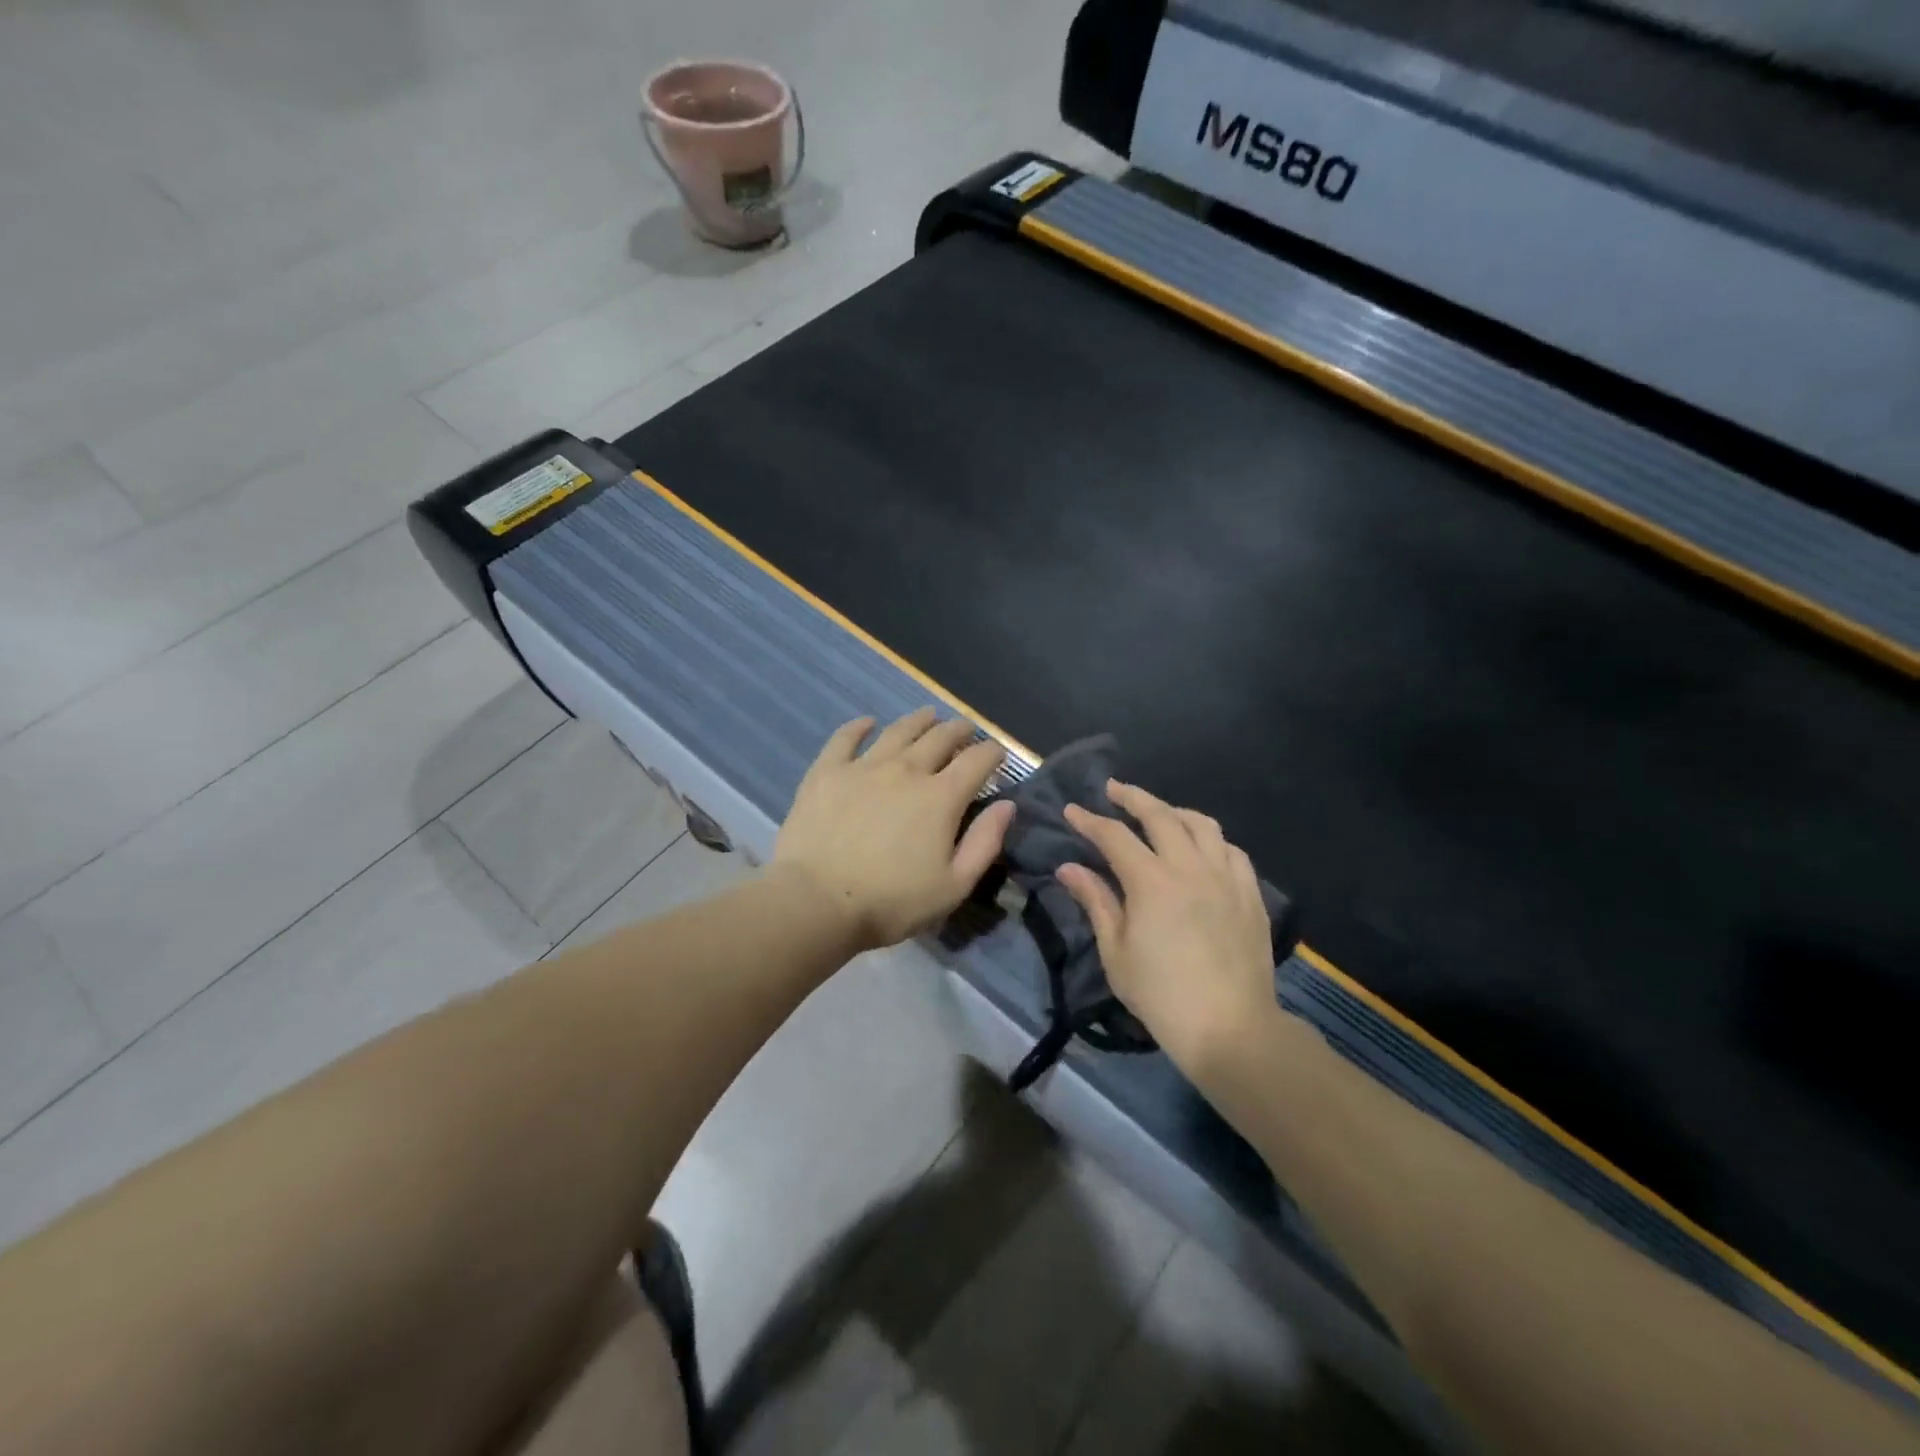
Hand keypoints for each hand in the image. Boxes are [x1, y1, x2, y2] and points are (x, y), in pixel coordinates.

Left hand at [775, 708, 1016, 951]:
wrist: (817, 902)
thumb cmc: (891, 902)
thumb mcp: (953, 886)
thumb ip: (984, 843)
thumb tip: (1006, 805)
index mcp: (941, 797)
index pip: (976, 761)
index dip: (992, 753)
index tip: (998, 752)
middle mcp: (906, 770)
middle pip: (940, 738)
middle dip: (959, 731)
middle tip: (966, 729)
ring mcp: (864, 767)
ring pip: (898, 731)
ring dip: (919, 720)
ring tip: (929, 715)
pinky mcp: (827, 772)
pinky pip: (846, 738)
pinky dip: (860, 727)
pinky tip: (868, 722)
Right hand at [1056, 781, 1278, 1072]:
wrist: (1231, 1028)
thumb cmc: (1162, 995)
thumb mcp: (1116, 952)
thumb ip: (1096, 901)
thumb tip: (1069, 867)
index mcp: (1151, 882)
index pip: (1114, 836)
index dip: (1089, 820)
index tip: (1071, 810)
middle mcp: (1190, 867)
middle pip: (1160, 815)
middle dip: (1132, 797)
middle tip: (1113, 789)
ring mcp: (1225, 878)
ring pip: (1201, 824)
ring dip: (1174, 811)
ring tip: (1159, 812)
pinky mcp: (1250, 894)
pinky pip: (1232, 850)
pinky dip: (1211, 839)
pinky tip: (1202, 846)